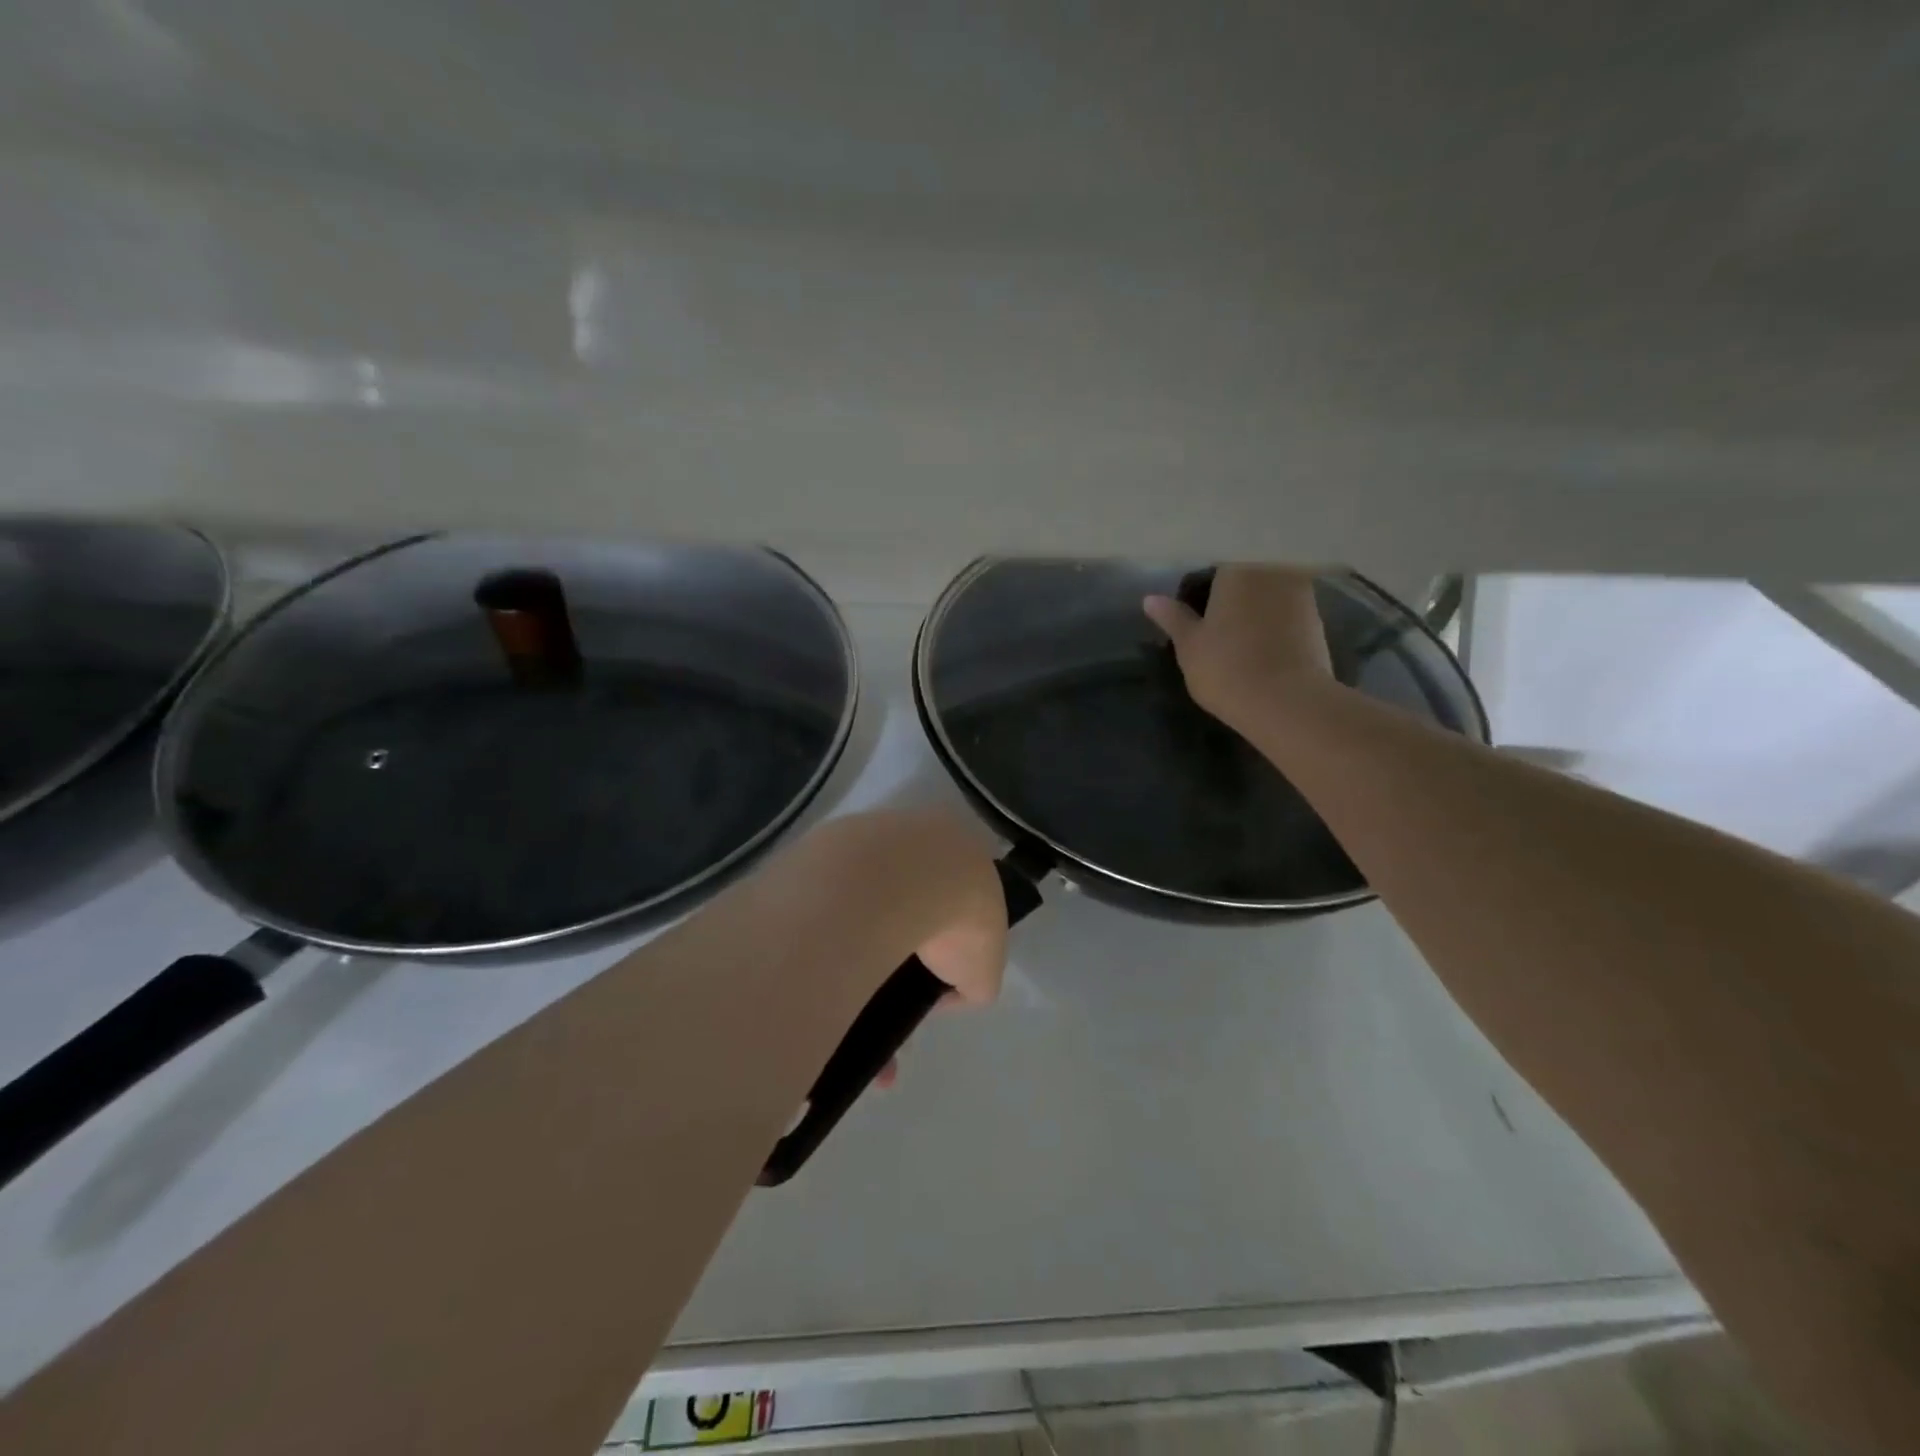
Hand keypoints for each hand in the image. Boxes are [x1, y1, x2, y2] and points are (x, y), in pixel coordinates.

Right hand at [1143, 565, 1334, 728]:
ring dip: (1257, 611)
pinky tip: (1264, 651)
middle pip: (1246, 578)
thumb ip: (1172, 618)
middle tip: (1216, 629)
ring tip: (1240, 642)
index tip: (1196, 616)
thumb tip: (1150, 598)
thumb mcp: (1188, 645)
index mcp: (1237, 569)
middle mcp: (1273, 572)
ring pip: (1270, 596)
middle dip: (1233, 598)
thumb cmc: (1226, 667)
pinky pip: (1288, 616)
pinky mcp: (1319, 622)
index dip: (1202, 592)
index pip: (1215, 569)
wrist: (1287, 702)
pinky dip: (1276, 627)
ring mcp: (1302, 595)